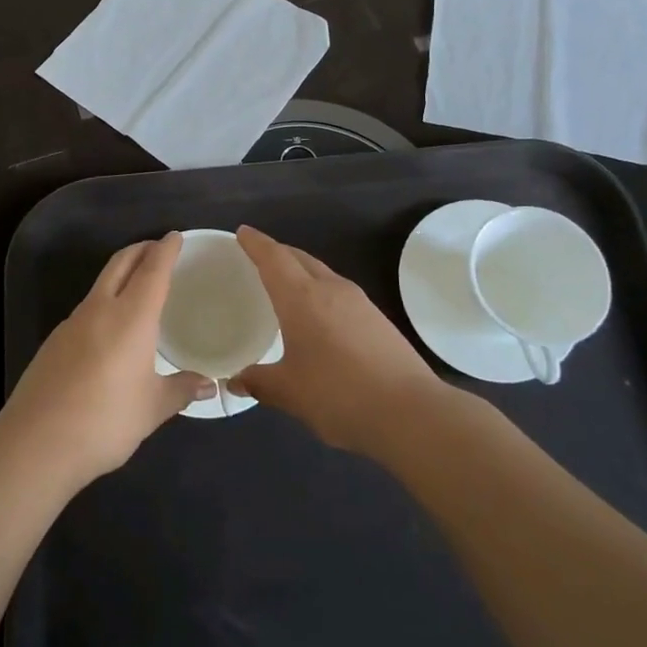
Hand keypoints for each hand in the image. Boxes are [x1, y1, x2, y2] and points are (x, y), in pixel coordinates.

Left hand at [0, 233, 210, 489]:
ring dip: (121, 273)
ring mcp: (72, 323)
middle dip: (141, 250)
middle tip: (158, 248)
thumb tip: (209, 386)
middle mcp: (100, 309)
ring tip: (138, 284)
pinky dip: (104, 300)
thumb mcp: (151, 408)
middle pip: (121, 263)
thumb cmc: (105, 421)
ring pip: (101, 283)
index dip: (166, 250)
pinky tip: (109, 326)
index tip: (176, 236)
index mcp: (131, 317)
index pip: (153, 270)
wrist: (36, 442)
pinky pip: (86, 308)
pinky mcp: (54, 341)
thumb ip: (180, 390)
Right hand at [231, 225, 440, 453]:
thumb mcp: (290, 392)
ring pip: (322, 273)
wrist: (411, 413)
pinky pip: (339, 292)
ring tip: (286, 286)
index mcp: (302, 298)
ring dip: (301, 272)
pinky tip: (318, 316)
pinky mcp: (377, 319)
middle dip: (278, 253)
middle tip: (258, 258)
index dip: (256, 243)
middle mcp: (331, 289)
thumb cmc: (338, 395)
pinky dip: (320, 292)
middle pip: (300, 259)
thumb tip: (235, 380)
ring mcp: (359, 303)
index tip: (242, 232)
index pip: (274, 258)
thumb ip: (259, 382)